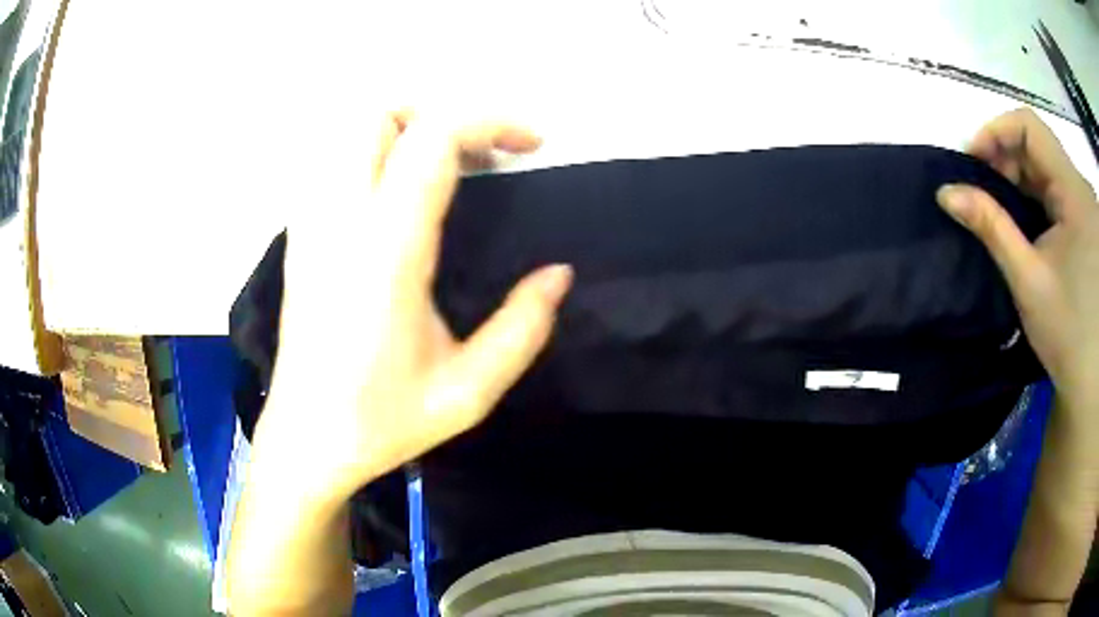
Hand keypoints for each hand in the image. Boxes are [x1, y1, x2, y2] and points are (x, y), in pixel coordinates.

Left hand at [256, 111, 572, 502]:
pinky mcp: (299, 240)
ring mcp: (310, 227)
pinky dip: (375, 157)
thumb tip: (559, 275)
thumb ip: (523, 328)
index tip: (532, 144)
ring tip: (447, 169)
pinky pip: (334, 166)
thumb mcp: (469, 392)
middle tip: (481, 153)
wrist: (305, 442)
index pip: (433, 140)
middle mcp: (340, 223)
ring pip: (348, 134)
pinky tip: (398, 200)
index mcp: (386, 253)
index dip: (490, 122)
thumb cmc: (381, 422)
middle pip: (378, 114)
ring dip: (405, 131)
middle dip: (439, 114)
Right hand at [936, 108, 1098, 399]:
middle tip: (982, 194)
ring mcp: (1085, 206)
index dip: (996, 132)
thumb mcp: (1028, 279)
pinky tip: (1026, 226)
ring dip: (1020, 182)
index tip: (973, 163)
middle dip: (1005, 160)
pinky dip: (1036, 199)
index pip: (1030, 127)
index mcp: (1073, 191)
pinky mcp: (1086, 225)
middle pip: (1038, 146)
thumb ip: (990, 227)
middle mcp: (1081, 188)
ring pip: (1047, 169)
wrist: (1090, 379)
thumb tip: (946, 192)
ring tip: (1001, 212)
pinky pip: (1057, 193)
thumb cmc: (1066, 331)